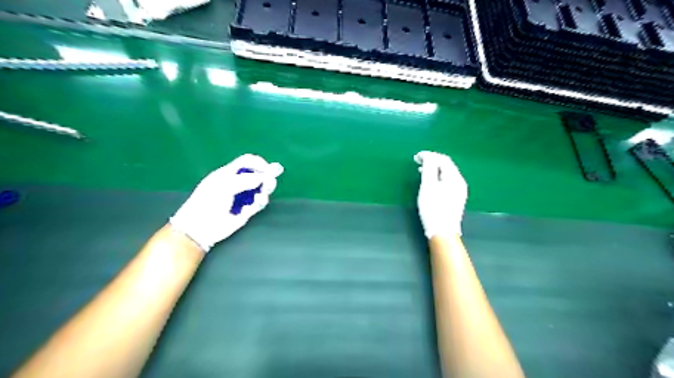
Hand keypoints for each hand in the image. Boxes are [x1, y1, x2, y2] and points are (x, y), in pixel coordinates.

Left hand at [171, 153, 282, 251]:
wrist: (200, 227)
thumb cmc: (207, 201)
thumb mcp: (224, 185)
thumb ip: (245, 180)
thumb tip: (264, 177)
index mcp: (229, 173)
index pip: (247, 162)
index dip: (259, 163)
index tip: (267, 168)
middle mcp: (238, 183)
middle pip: (258, 175)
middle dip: (267, 176)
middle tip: (271, 180)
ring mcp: (243, 197)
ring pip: (261, 189)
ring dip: (266, 188)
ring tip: (264, 191)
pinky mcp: (247, 211)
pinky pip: (258, 204)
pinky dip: (259, 202)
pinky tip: (254, 203)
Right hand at [414, 151, 466, 237]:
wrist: (443, 232)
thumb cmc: (433, 208)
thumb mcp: (428, 186)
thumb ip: (428, 168)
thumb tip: (428, 156)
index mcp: (454, 177)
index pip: (443, 159)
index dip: (429, 155)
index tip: (416, 157)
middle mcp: (460, 182)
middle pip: (447, 165)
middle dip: (432, 161)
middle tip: (417, 161)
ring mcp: (459, 191)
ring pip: (447, 173)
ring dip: (434, 169)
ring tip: (421, 171)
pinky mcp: (456, 198)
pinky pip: (447, 181)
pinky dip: (438, 177)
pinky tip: (430, 182)